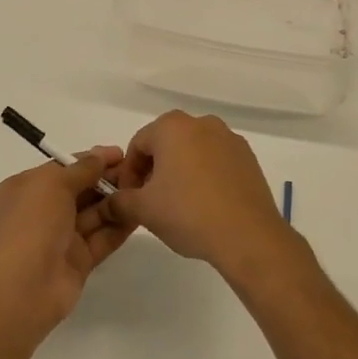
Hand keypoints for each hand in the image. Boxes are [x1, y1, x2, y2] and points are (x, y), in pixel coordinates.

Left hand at [0, 148, 134, 335]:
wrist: (22, 288)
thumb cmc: (31, 224)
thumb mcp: (53, 184)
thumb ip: (81, 169)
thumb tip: (100, 157)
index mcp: (27, 189)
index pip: (63, 168)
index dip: (91, 159)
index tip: (120, 153)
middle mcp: (42, 212)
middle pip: (80, 190)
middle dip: (107, 179)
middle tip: (138, 171)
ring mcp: (60, 238)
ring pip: (93, 214)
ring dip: (116, 201)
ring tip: (145, 188)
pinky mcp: (78, 261)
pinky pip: (102, 238)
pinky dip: (119, 226)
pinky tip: (140, 213)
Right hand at [109, 112, 297, 282]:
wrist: (248, 235)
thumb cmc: (189, 213)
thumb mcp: (144, 210)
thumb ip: (120, 202)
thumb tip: (108, 203)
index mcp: (172, 127)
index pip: (138, 144)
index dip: (128, 173)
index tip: (129, 199)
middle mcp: (201, 123)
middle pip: (166, 144)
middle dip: (154, 170)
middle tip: (151, 202)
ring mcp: (228, 138)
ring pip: (192, 151)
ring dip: (180, 172)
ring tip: (179, 205)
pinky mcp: (248, 157)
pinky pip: (216, 161)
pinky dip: (205, 176)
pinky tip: (205, 204)